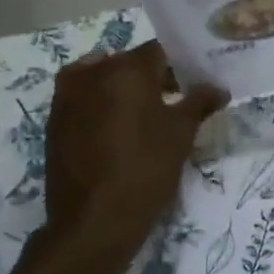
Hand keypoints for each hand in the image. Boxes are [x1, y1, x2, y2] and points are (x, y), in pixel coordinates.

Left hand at [43, 40, 225, 264]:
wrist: (92, 222)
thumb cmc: (145, 170)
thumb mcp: (181, 135)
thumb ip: (199, 103)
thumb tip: (218, 88)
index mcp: (125, 68)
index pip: (160, 51)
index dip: (181, 64)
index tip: (196, 81)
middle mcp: (91, 72)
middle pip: (130, 63)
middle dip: (154, 77)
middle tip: (178, 100)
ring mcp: (67, 96)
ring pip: (104, 80)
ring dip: (126, 91)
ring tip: (148, 117)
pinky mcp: (54, 121)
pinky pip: (85, 100)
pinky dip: (104, 106)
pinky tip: (120, 131)